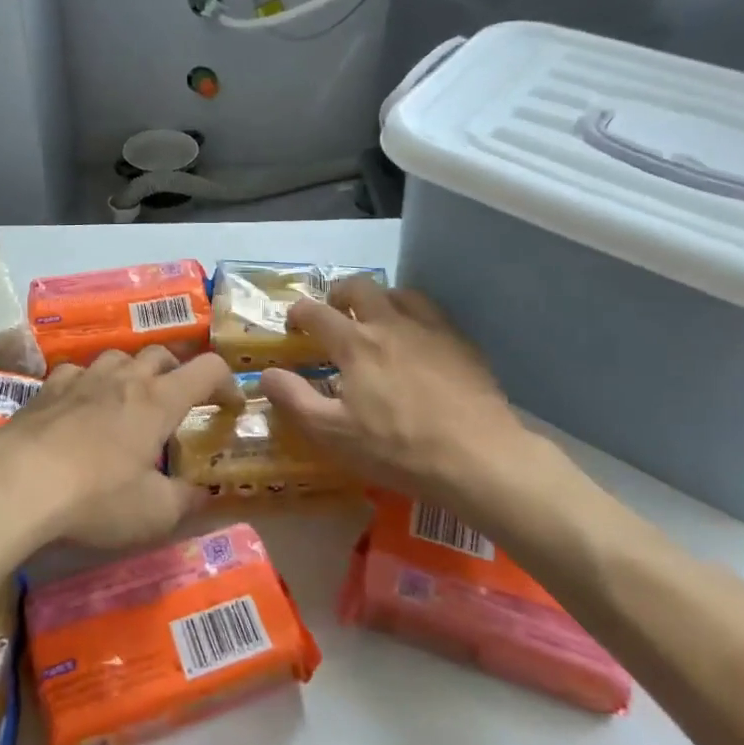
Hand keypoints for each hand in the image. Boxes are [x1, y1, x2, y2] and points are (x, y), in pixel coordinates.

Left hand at [0, 347, 240, 549]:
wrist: (15, 484)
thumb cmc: (95, 498)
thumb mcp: (152, 513)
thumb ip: (185, 500)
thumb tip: (203, 492)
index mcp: (158, 401)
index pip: (207, 369)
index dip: (226, 382)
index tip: (230, 405)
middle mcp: (124, 378)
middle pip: (161, 354)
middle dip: (178, 371)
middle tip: (178, 401)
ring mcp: (82, 378)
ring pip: (118, 356)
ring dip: (132, 371)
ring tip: (130, 399)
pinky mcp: (47, 388)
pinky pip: (77, 372)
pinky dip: (88, 383)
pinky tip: (81, 405)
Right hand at [258, 278, 552, 508]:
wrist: (478, 457)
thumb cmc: (398, 449)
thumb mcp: (334, 434)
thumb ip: (294, 400)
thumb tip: (265, 375)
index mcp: (355, 343)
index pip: (315, 312)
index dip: (298, 313)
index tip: (293, 325)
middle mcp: (389, 323)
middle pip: (359, 287)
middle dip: (339, 293)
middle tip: (334, 313)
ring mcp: (429, 329)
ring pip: (399, 293)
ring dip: (380, 300)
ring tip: (377, 321)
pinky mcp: (460, 342)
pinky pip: (432, 314)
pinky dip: (415, 317)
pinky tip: (418, 343)